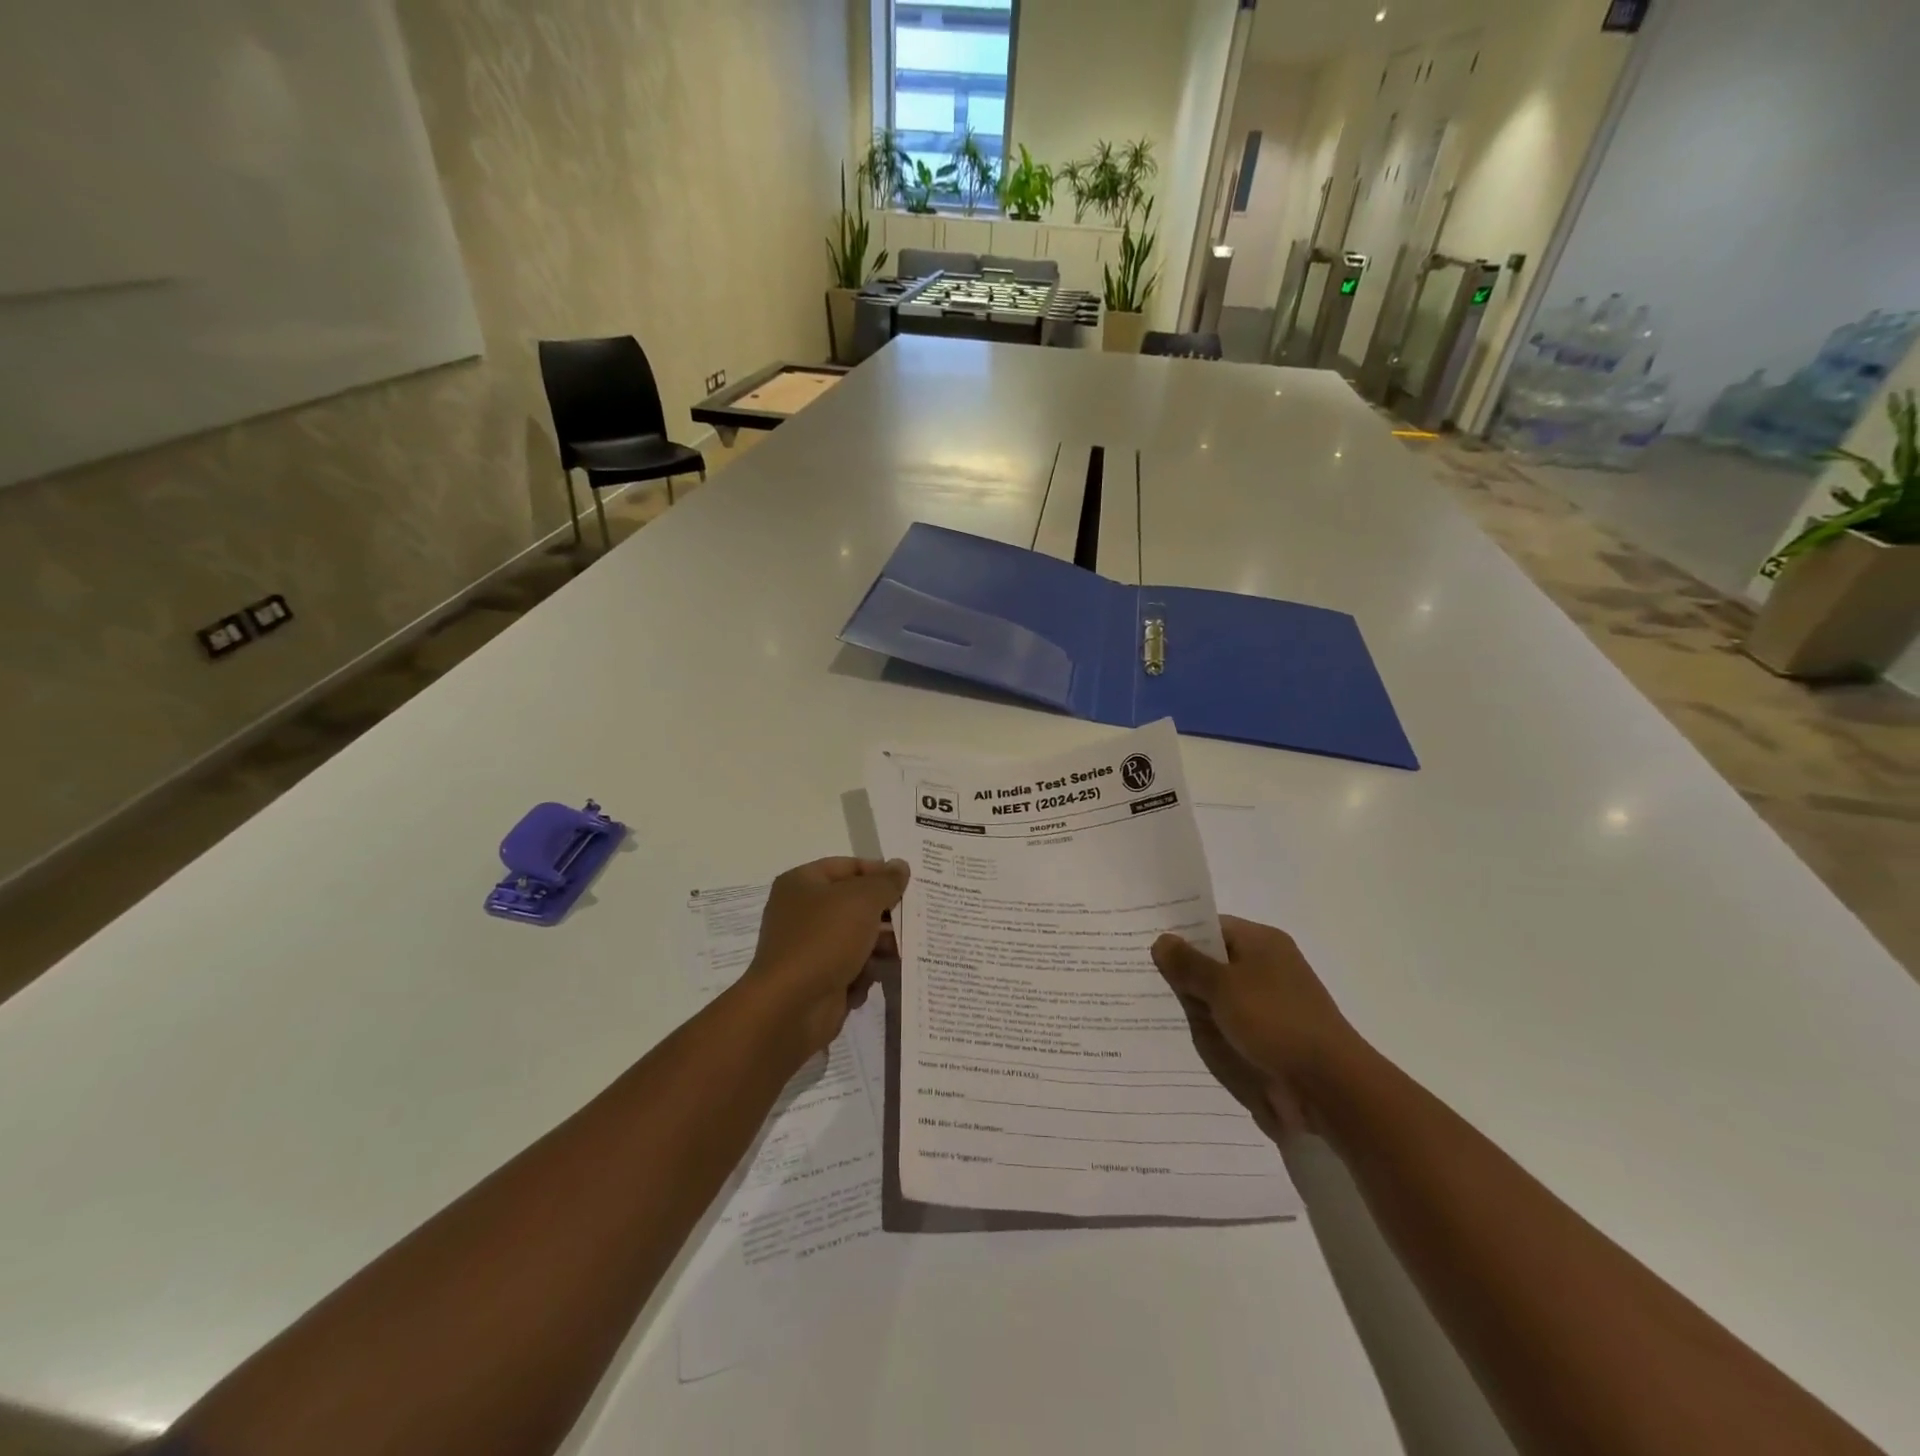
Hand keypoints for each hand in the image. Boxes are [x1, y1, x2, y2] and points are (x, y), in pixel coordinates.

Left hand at [742, 857, 909, 1057]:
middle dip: (884, 914)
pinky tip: (874, 980)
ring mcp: (809, 948)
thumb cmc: (824, 940)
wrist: (791, 1007)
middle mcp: (802, 912)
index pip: (848, 866)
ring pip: (856, 939)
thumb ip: (886, 882)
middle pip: (854, 904)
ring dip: (880, 946)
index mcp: (802, 883)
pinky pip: (851, 969)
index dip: (879, 872)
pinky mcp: (818, 980)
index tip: (909, 884)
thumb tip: (901, 866)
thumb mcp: (862, 901)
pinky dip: (865, 974)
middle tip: (915, 918)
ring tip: (903, 952)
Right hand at [1150, 916, 1362, 1140]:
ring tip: (1155, 1009)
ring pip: (1220, 995)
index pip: (1211, 926)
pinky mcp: (1273, 1035)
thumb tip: (1161, 940)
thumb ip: (1188, 964)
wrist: (1330, 1087)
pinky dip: (1212, 1029)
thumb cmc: (1275, 1022)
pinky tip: (1186, 1037)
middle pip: (1214, 961)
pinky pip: (1232, 1023)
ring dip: (1196, 1005)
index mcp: (1262, 942)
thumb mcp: (1222, 987)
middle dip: (1183, 973)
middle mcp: (1268, 965)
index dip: (1180, 935)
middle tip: (1141, 978)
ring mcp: (1272, 1002)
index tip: (1146, 946)